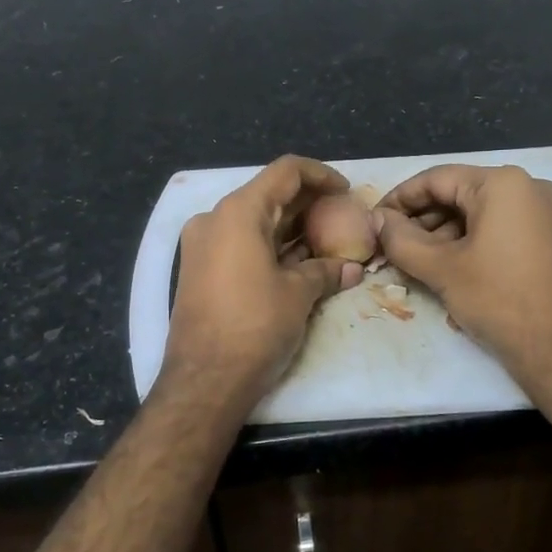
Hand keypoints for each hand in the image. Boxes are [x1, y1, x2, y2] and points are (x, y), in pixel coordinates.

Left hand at [161, 156, 364, 407]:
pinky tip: (297, 261)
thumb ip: (325, 271)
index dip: (321, 175)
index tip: (346, 191)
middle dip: (307, 203)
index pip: (286, 172)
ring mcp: (202, 244)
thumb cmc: (255, 326)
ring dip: (289, 227)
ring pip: (253, 220)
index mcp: (238, 212)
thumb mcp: (298, 294)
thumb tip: (352, 268)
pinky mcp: (199, 269)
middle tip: (341, 217)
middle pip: (268, 194)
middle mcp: (214, 218)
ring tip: (325, 240)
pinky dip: (268, 245)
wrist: (205, 379)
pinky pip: (239, 243)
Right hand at [376, 165, 551, 394]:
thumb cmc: (499, 300)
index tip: (374, 221)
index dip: (399, 199)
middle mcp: (529, 186)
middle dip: (421, 219)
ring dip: (442, 234)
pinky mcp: (551, 238)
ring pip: (478, 213)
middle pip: (459, 193)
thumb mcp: (441, 269)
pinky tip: (446, 267)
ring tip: (414, 261)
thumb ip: (400, 238)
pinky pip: (499, 227)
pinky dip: (470, 242)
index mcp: (502, 183)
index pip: (436, 179)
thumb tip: (376, 220)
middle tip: (390, 245)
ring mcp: (545, 212)